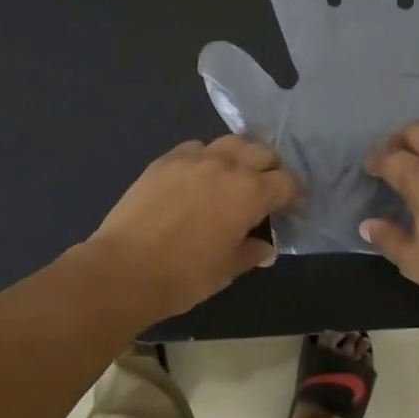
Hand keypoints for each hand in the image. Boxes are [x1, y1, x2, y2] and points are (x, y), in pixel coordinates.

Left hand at [86, 137, 302, 321]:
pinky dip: (207, 156)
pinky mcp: (165, 160)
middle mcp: (226, 165)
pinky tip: (200, 175)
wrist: (124, 269)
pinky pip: (196, 147)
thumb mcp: (226, 270)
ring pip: (230, 142)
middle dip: (272, 168)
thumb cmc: (184, 276)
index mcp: (249, 193)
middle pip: (262, 151)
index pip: (286, 182)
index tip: (292, 209)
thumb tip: (266, 248)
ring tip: (237, 175)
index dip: (294, 195)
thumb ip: (250, 253)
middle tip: (268, 189)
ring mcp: (193, 158)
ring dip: (242, 155)